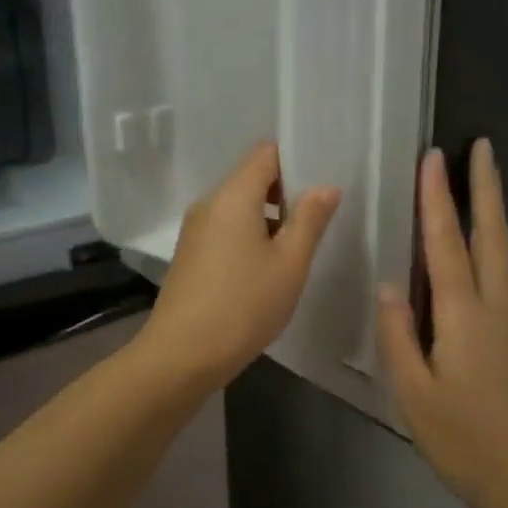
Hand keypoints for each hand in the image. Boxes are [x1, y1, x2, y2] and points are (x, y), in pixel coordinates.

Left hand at [141, 141, 341, 389]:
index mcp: (233, 196)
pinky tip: (265, 268)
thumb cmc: (244, 305)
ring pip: (238, 206)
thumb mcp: (289, 264)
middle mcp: (209, 203)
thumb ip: (310, 220)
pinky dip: (248, 235)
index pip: (265, 153)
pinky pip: (225, 228)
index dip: (295, 160)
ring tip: (295, 248)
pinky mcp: (189, 254)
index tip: (321, 183)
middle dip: (285, 192)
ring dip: (268, 217)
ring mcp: (195, 229)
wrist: (181, 355)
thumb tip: (326, 186)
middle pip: (250, 177)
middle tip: (316, 220)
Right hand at [377, 141, 507, 507]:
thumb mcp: (415, 394)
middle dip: (485, 187)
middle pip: (492, 234)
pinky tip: (478, 248)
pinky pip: (501, 274)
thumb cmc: (465, 441)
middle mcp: (496, 306)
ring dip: (491, 211)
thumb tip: (388, 284)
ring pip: (502, 251)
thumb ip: (398, 335)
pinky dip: (491, 244)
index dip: (438, 199)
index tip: (434, 157)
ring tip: (479, 182)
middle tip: (480, 147)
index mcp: (464, 315)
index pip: (447, 243)